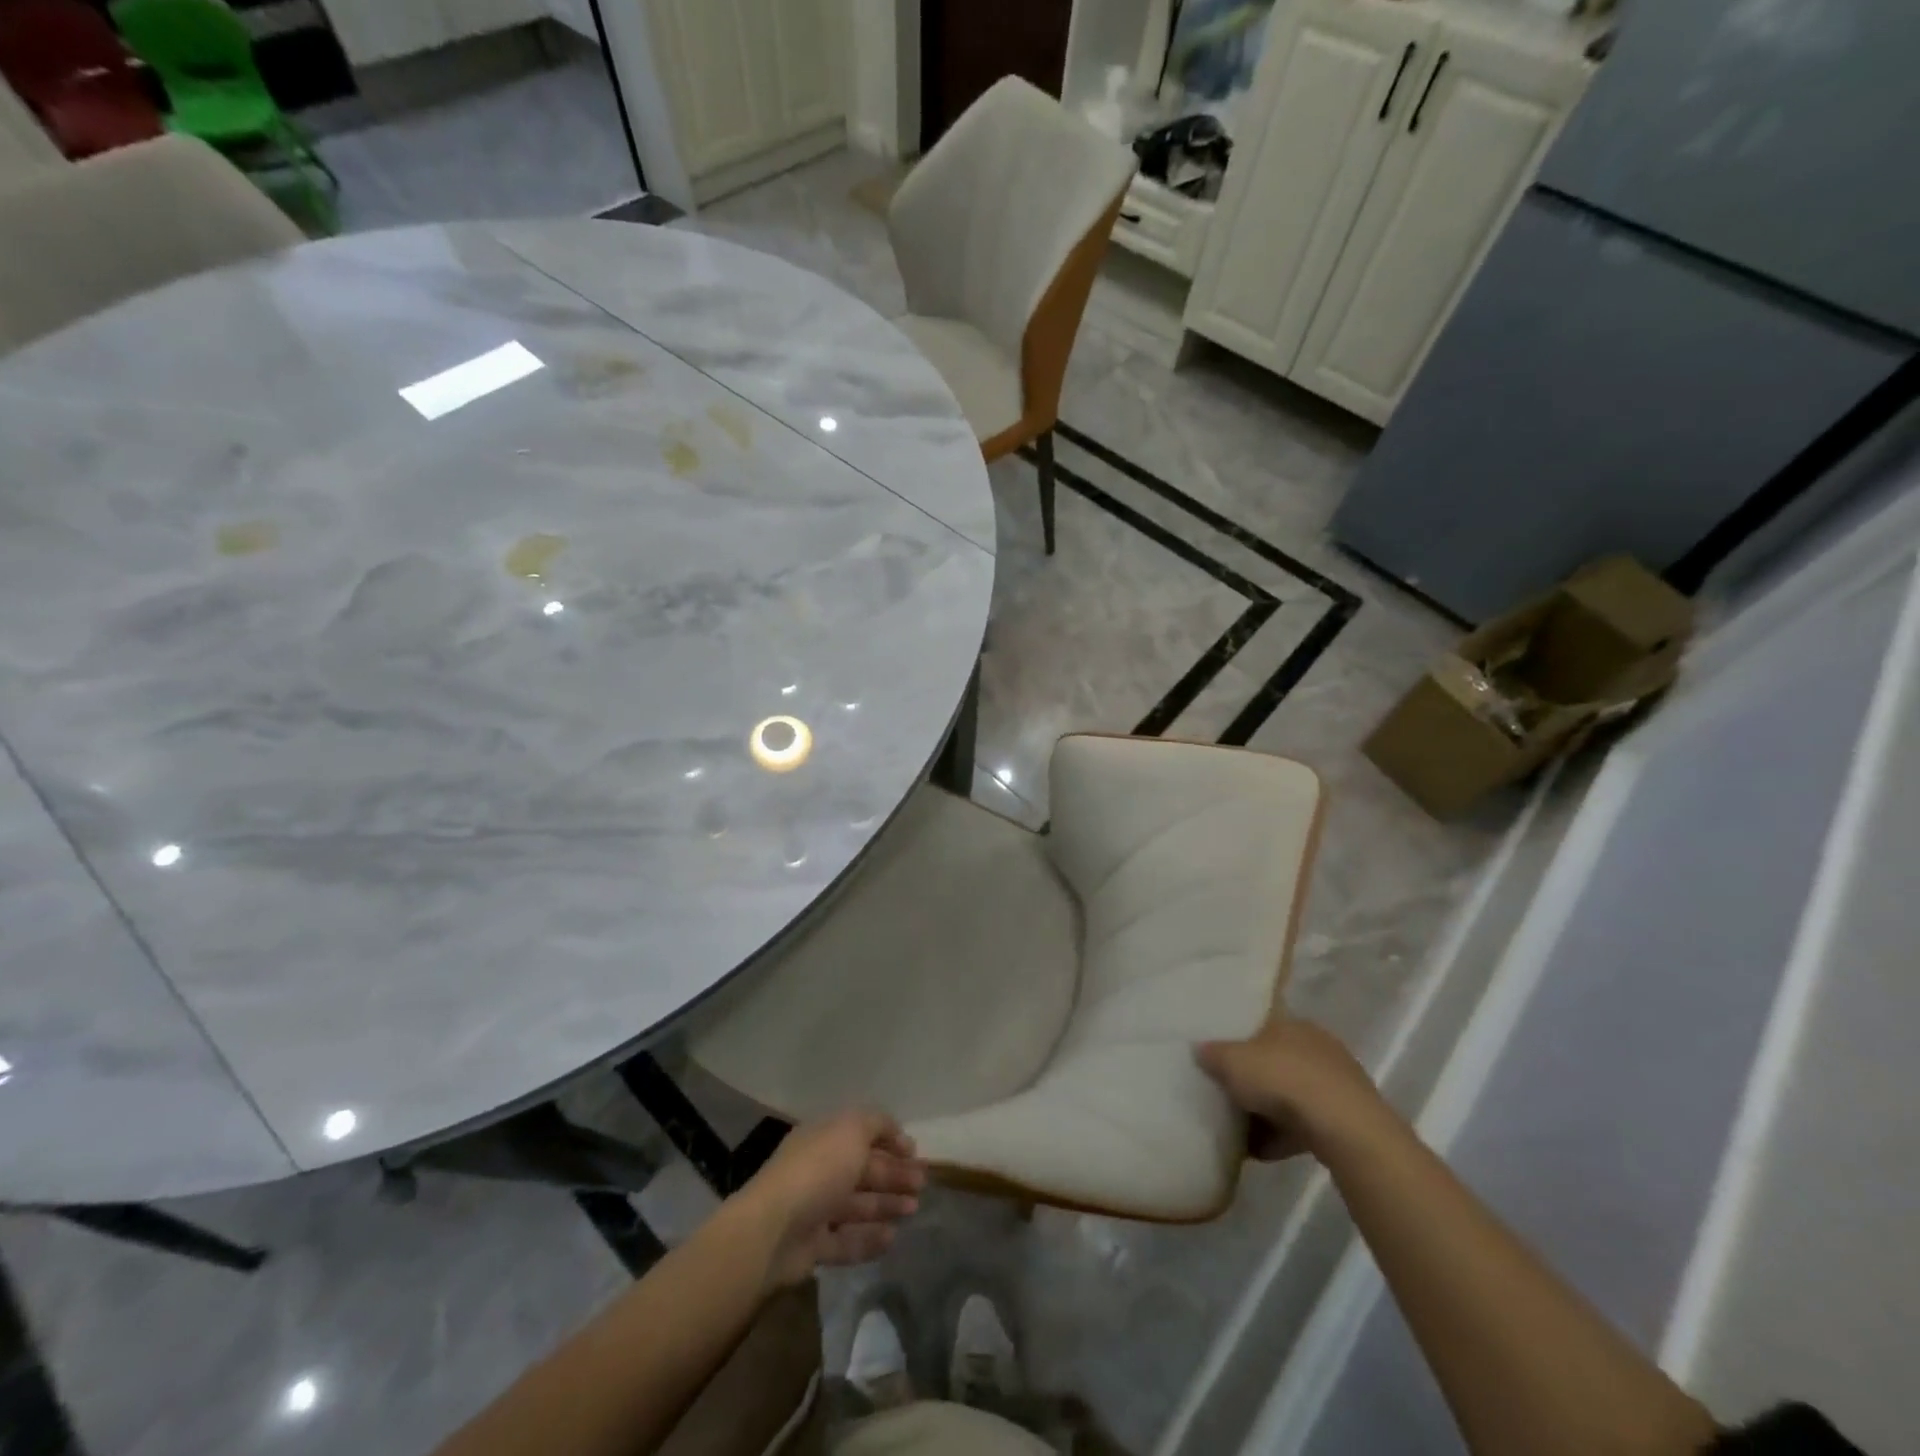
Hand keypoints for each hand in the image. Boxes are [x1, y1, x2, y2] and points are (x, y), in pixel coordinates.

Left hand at [733, 1109, 926, 1288]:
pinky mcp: (812, 1247)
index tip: (915, 1153)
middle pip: (862, 1170)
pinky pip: (846, 1240)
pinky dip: (869, 1238)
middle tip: (922, 1183)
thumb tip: (895, 1131)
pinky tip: (892, 1237)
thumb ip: (877, 1124)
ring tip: (914, 1209)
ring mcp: (814, 1210)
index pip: (861, 1134)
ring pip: (857, 1205)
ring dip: (886, 1204)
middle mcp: (819, 1170)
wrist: (773, 1230)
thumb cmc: (817, 1170)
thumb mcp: (852, 1130)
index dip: (890, 1140)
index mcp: (824, 1139)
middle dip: (893, 1174)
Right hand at [1196, 1017, 1385, 1161]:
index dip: (1238, 1041)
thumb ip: (1212, 1053)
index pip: (1261, 1025)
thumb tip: (1199, 1049)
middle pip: (1274, 1062)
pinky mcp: (1346, 1119)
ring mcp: (1335, 1084)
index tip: (1218, 1059)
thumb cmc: (1283, 1080)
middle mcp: (1316, 1046)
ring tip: (1240, 1131)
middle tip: (1226, 1096)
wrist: (1345, 1129)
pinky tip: (1262, 1151)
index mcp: (1292, 1023)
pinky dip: (1283, 1136)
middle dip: (1252, 1080)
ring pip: (1290, 1095)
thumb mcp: (1232, 1061)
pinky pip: (1304, 1124)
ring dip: (1268, 1112)